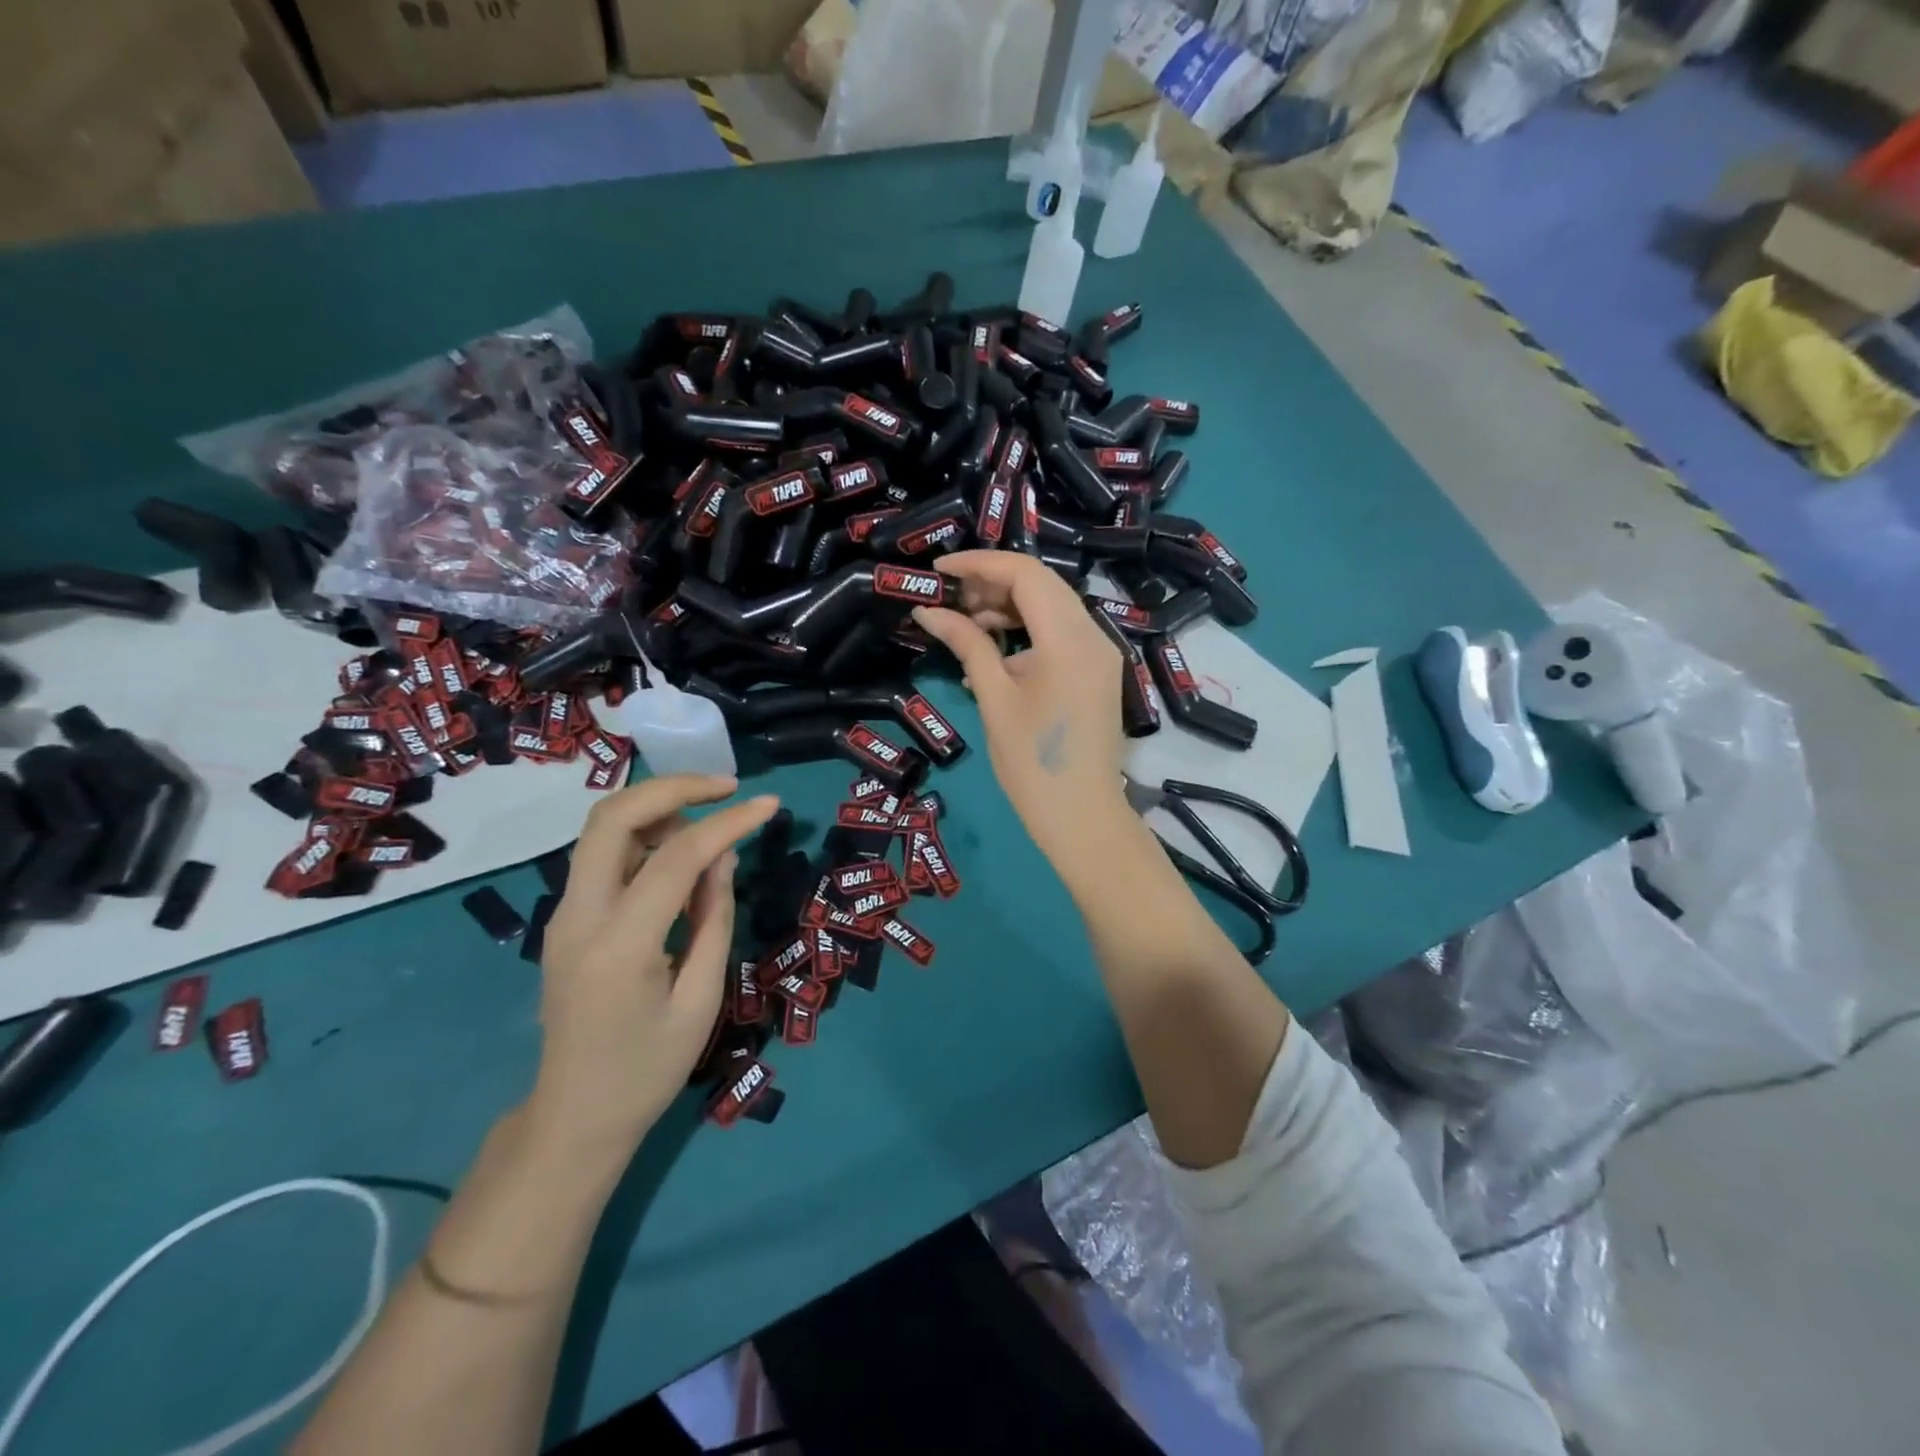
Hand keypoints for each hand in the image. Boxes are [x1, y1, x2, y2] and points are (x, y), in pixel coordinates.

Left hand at [528, 775, 780, 1153]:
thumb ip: (714, 919)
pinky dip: (644, 836)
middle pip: (612, 816)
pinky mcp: (566, 919)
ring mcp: (563, 915)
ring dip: (657, 809)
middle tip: (727, 788)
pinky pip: (603, 856)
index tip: (769, 805)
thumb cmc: (647, 1071)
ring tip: (712, 821)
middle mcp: (578, 916)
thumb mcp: (701, 1001)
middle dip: (673, 787)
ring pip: (601, 829)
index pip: (674, 857)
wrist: (573, 1117)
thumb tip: (724, 856)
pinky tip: (682, 855)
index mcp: (618, 945)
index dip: (727, 823)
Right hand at [913, 551, 1129, 860]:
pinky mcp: (1097, 673)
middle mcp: (1093, 636)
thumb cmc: (1033, 764)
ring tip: (964, 627)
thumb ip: (967, 645)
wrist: (1082, 818)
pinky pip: (1059, 636)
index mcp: (1069, 639)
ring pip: (1051, 608)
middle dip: (992, 583)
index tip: (938, 571)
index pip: (1025, 574)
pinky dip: (1025, 634)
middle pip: (1041, 585)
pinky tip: (991, 656)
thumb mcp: (995, 699)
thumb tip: (927, 611)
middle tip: (948, 599)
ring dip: (1008, 608)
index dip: (978, 564)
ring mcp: (1100, 655)